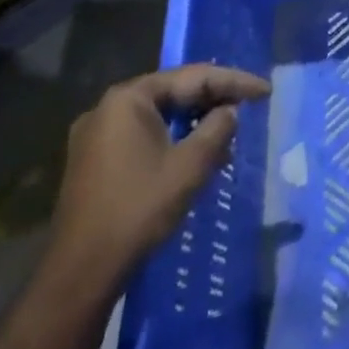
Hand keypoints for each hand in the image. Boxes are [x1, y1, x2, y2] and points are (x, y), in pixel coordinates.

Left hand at [44, 64, 269, 293]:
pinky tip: (195, 154)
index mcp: (129, 99)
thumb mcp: (191, 165)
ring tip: (228, 134)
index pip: (193, 77)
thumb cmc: (139, 209)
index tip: (266, 91)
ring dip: (194, 122)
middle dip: (214, 100)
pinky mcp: (93, 160)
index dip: (234, 82)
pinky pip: (143, 135)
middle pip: (173, 92)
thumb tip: (230, 111)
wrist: (82, 271)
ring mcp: (96, 135)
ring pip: (159, 115)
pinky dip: (172, 138)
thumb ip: (218, 128)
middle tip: (250, 108)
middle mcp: (108, 107)